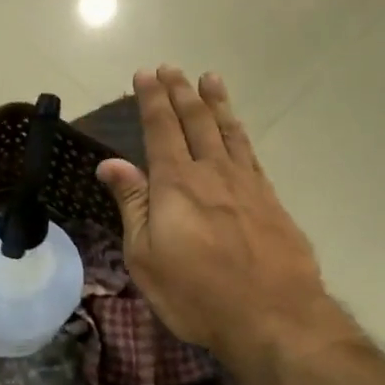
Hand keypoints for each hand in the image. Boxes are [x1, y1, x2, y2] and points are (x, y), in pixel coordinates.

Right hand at [96, 68, 350, 371]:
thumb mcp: (145, 256)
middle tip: (172, 68)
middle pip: (195, 122)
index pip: (160, 129)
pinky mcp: (270, 201)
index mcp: (176, 184)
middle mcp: (212, 173)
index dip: (152, 99)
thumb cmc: (196, 293)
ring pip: (228, 131)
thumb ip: (131, 205)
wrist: (273, 316)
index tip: (146, 73)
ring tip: (209, 79)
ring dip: (216, 102)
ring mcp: (247, 184)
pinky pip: (251, 153)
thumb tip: (110, 164)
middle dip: (181, 92)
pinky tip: (237, 130)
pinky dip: (240, 133)